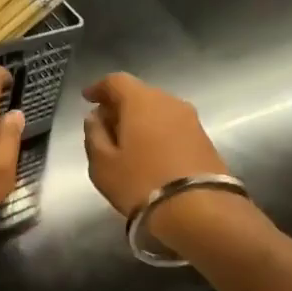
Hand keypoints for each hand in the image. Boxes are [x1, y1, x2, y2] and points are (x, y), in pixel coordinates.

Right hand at [82, 73, 235, 242]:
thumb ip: (94, 135)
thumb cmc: (140, 182)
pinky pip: (172, 126)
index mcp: (141, 101)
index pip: (116, 81)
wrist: (198, 209)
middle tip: (105, 124)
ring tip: (126, 141)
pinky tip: (149, 152)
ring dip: (140, 120)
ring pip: (158, 110)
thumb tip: (95, 118)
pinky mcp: (204, 138)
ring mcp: (191, 119)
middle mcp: (169, 101)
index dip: (99, 87)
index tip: (87, 98)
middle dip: (120, 105)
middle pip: (139, 94)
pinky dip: (157, 132)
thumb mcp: (103, 163)